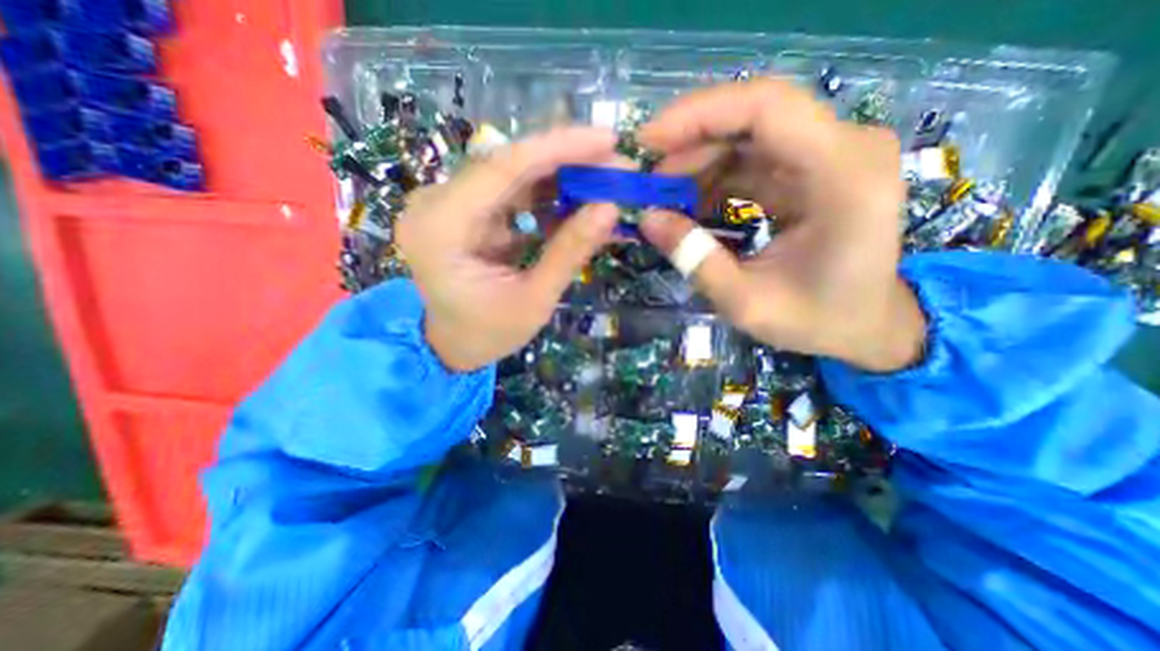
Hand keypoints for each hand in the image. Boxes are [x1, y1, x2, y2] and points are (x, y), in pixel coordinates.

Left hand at [398, 128, 619, 370]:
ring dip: (563, 177)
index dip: (558, 148)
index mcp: (440, 229)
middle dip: (568, 161)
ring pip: (514, 175)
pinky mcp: (466, 212)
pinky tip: (581, 200)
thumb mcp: (534, 300)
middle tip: (617, 162)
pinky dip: (549, 196)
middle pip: (509, 165)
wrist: (453, 345)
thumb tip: (610, 208)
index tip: (607, 139)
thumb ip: (569, 252)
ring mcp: (449, 205)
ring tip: (607, 182)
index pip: (502, 168)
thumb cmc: (488, 333)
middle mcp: (436, 204)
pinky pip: (513, 193)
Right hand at [634, 80, 924, 370]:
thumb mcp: (746, 303)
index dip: (698, 116)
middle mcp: (845, 149)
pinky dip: (715, 177)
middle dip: (690, 144)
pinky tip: (689, 204)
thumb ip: (696, 260)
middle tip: (648, 182)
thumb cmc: (817, 320)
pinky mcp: (813, 169)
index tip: (647, 142)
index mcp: (843, 177)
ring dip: (698, 162)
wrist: (865, 324)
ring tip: (663, 199)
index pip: (766, 108)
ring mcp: (830, 155)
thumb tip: (647, 219)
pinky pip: (753, 158)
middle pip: (753, 116)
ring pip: (748, 135)